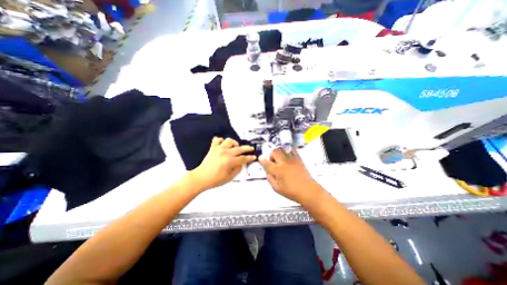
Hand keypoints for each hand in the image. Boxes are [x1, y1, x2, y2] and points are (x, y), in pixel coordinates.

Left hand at [189, 137, 254, 189]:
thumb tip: (242, 164)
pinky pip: (217, 139)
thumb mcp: (229, 178)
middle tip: (251, 148)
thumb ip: (237, 170)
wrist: (201, 178)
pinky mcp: (213, 148)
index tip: (254, 157)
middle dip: (247, 148)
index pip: (243, 158)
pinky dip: (221, 140)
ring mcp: (219, 149)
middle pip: (239, 148)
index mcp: (230, 161)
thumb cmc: (215, 180)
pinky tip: (223, 144)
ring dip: (234, 143)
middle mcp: (226, 153)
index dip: (250, 158)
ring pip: (229, 141)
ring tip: (236, 146)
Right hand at [259, 148, 317, 202]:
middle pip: (275, 152)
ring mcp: (292, 160)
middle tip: (273, 162)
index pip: (267, 163)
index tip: (260, 158)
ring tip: (280, 159)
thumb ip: (270, 179)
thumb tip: (268, 172)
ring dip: (279, 153)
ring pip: (282, 149)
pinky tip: (288, 156)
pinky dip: (288, 150)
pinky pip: (292, 150)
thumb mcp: (277, 189)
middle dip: (271, 155)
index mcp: (278, 171)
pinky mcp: (298, 159)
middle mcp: (284, 163)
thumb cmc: (292, 192)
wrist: (308, 190)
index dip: (262, 160)